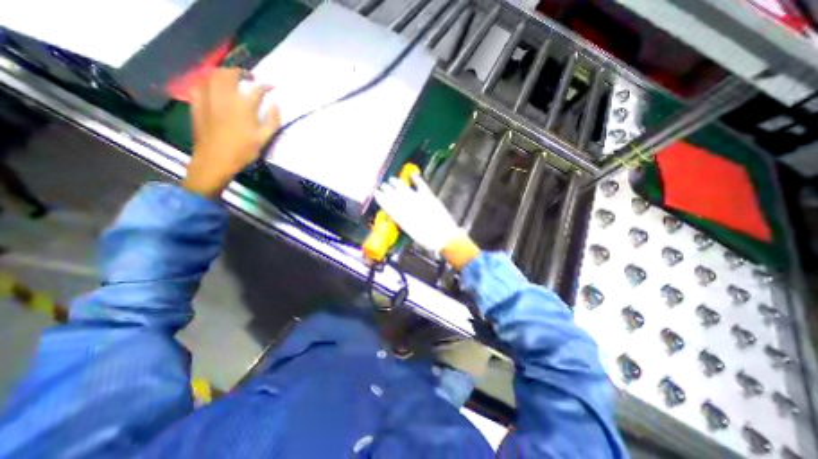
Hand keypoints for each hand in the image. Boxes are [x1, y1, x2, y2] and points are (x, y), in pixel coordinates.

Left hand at [183, 68, 280, 196]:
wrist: (215, 160)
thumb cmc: (243, 151)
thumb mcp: (263, 139)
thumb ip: (272, 121)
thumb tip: (275, 105)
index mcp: (242, 107)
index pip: (255, 89)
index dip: (265, 86)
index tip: (271, 86)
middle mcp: (223, 98)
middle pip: (229, 74)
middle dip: (241, 72)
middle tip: (249, 78)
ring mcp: (207, 99)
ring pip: (212, 75)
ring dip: (223, 73)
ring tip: (232, 79)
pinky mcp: (196, 104)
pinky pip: (199, 84)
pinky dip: (208, 81)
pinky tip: (213, 87)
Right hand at [374, 174, 480, 268]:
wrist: (444, 237)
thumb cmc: (428, 239)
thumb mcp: (412, 233)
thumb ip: (404, 222)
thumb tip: (397, 214)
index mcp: (402, 217)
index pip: (389, 206)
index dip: (382, 199)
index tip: (376, 194)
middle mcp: (408, 207)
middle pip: (395, 196)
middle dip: (388, 190)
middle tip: (382, 186)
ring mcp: (418, 201)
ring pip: (404, 190)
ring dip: (398, 184)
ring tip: (392, 179)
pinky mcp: (429, 197)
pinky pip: (421, 186)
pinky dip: (417, 180)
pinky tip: (412, 175)